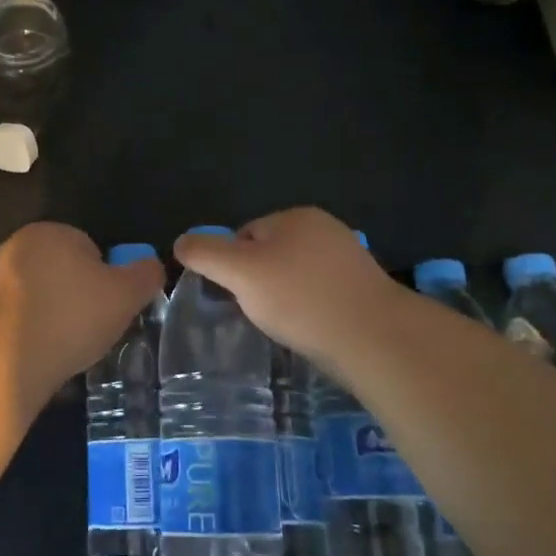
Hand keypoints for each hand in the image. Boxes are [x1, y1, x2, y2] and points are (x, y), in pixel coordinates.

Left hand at [0, 222, 164, 409]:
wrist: (8, 360)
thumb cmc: (73, 316)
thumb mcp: (127, 295)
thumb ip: (146, 274)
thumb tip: (153, 265)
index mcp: (52, 231)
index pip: (90, 249)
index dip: (105, 280)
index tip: (108, 308)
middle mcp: (17, 245)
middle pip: (62, 270)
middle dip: (77, 296)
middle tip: (91, 328)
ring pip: (39, 294)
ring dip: (52, 314)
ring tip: (66, 345)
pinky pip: (17, 317)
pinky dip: (30, 331)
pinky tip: (40, 353)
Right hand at [172, 207, 401, 366]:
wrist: (375, 338)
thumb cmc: (301, 299)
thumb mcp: (240, 273)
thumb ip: (206, 254)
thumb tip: (180, 242)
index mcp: (295, 216)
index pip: (245, 234)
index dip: (233, 266)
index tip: (236, 297)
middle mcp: (325, 229)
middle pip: (271, 254)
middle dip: (260, 282)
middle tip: (260, 314)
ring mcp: (349, 259)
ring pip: (297, 277)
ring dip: (286, 299)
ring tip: (286, 326)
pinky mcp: (365, 290)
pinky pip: (322, 295)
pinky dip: (311, 311)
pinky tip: (312, 331)